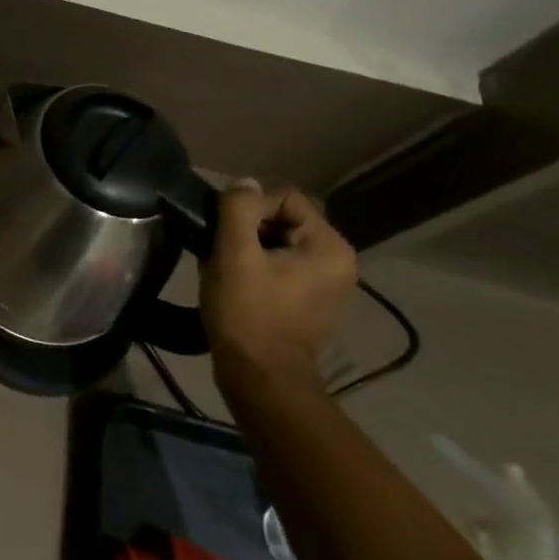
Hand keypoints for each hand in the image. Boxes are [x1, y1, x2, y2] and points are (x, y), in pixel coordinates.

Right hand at [199, 181, 356, 391]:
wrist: (260, 376)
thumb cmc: (248, 311)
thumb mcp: (235, 253)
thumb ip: (239, 209)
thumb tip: (244, 183)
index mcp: (330, 246)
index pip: (284, 196)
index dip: (248, 207)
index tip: (224, 233)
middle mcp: (337, 259)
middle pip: (282, 216)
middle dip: (247, 226)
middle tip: (220, 248)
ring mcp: (326, 281)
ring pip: (277, 238)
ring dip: (247, 244)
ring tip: (224, 264)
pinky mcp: (309, 297)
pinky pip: (280, 260)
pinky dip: (256, 262)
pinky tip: (235, 279)